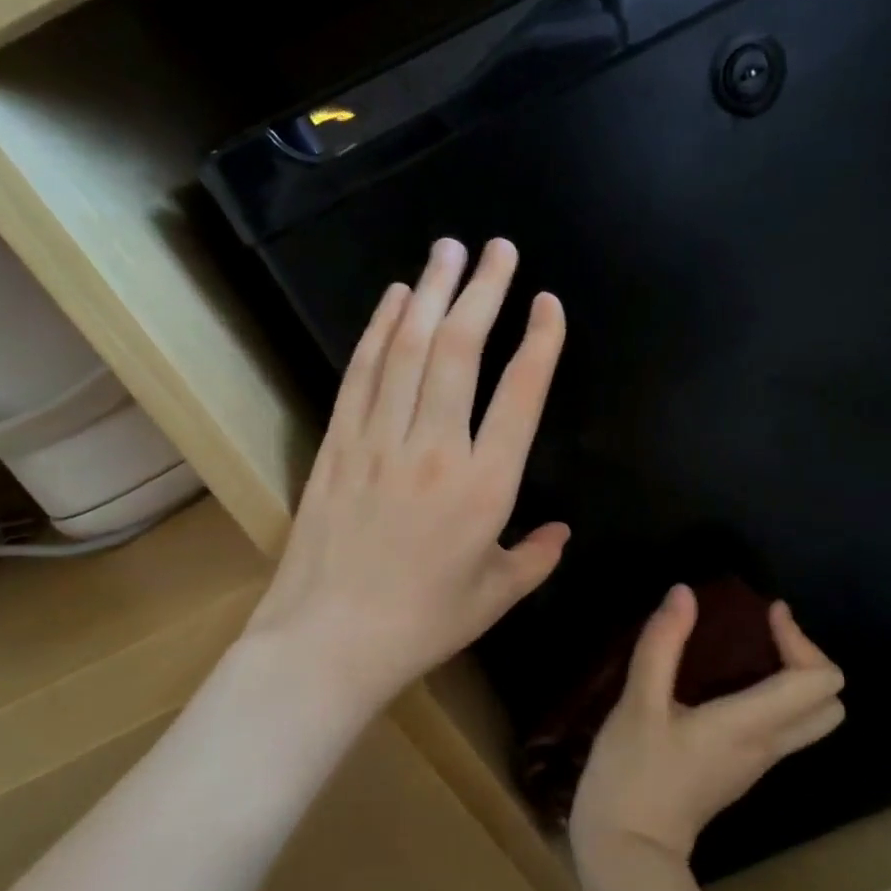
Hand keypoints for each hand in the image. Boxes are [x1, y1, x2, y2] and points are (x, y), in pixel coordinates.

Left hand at [250, 237, 568, 715]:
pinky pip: (363, 373)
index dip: (540, 343)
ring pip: (410, 350)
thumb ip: (536, 557)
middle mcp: (435, 449)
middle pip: (462, 352)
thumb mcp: (496, 596)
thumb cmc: (423, 623)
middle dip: (483, 292)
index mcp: (485, 487)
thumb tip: (562, 531)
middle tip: (499, 249)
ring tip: (449, 250)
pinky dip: (380, 330)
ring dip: (431, 294)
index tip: (549, 303)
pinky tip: (396, 299)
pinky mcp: (339, 444)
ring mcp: (380, 441)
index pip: (520, 396)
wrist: (328, 642)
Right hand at [570, 585, 845, 865]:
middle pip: (829, 705)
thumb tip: (684, 593)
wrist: (626, 855)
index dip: (801, 638)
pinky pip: (778, 729)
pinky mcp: (738, 773)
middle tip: (766, 636)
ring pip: (807, 720)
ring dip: (792, 679)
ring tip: (747, 651)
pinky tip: (724, 684)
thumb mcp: (638, 704)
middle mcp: (766, 746)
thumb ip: (662, 644)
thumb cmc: (632, 776)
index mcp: (750, 725)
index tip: (766, 614)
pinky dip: (771, 699)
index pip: (818, 681)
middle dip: (807, 660)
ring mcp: (756, 764)